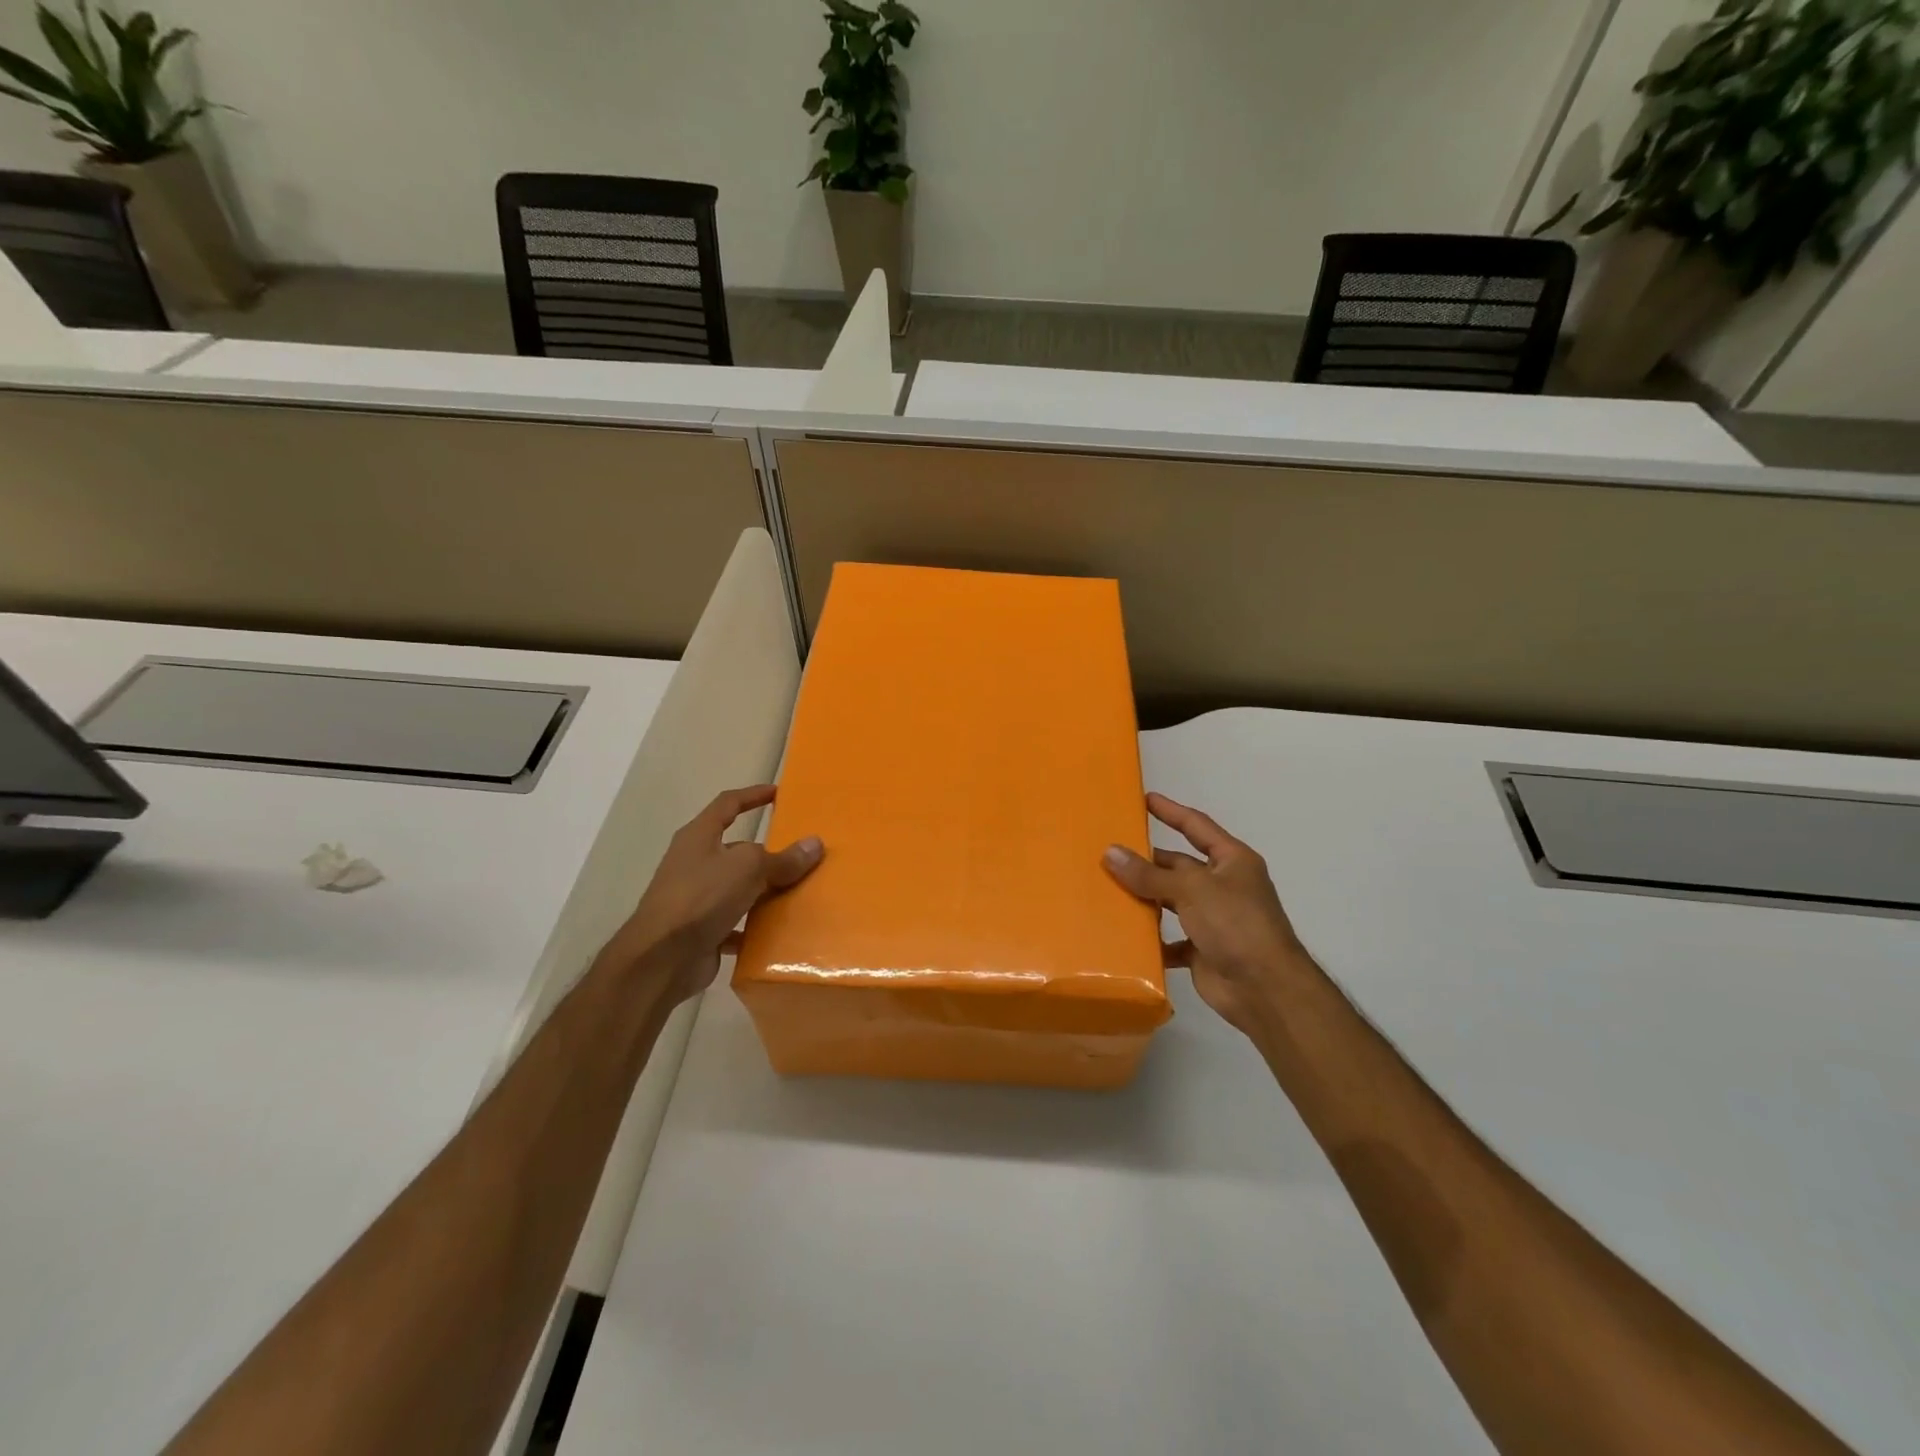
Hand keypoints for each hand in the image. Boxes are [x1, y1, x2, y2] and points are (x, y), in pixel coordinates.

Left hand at [603, 785, 822, 1006]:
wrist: (661, 959)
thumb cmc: (701, 897)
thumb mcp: (748, 869)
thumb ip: (783, 858)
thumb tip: (815, 843)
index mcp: (699, 837)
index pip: (728, 804)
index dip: (752, 795)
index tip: (778, 792)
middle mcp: (696, 863)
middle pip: (738, 850)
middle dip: (769, 853)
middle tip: (804, 855)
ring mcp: (697, 898)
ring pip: (740, 887)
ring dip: (766, 891)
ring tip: (802, 892)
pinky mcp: (702, 930)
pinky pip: (737, 922)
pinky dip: (757, 925)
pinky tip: (782, 930)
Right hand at [1103, 792, 1310, 1038]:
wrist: (1265, 989)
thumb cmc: (1235, 924)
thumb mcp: (1191, 890)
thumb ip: (1149, 874)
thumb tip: (1110, 852)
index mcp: (1232, 861)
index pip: (1197, 826)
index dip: (1171, 811)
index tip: (1145, 799)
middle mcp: (1224, 885)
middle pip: (1179, 866)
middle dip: (1148, 861)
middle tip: (1110, 852)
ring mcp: (1214, 919)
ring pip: (1172, 901)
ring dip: (1146, 898)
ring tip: (1107, 889)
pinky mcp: (1203, 949)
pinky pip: (1171, 938)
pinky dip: (1152, 938)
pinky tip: (1125, 935)